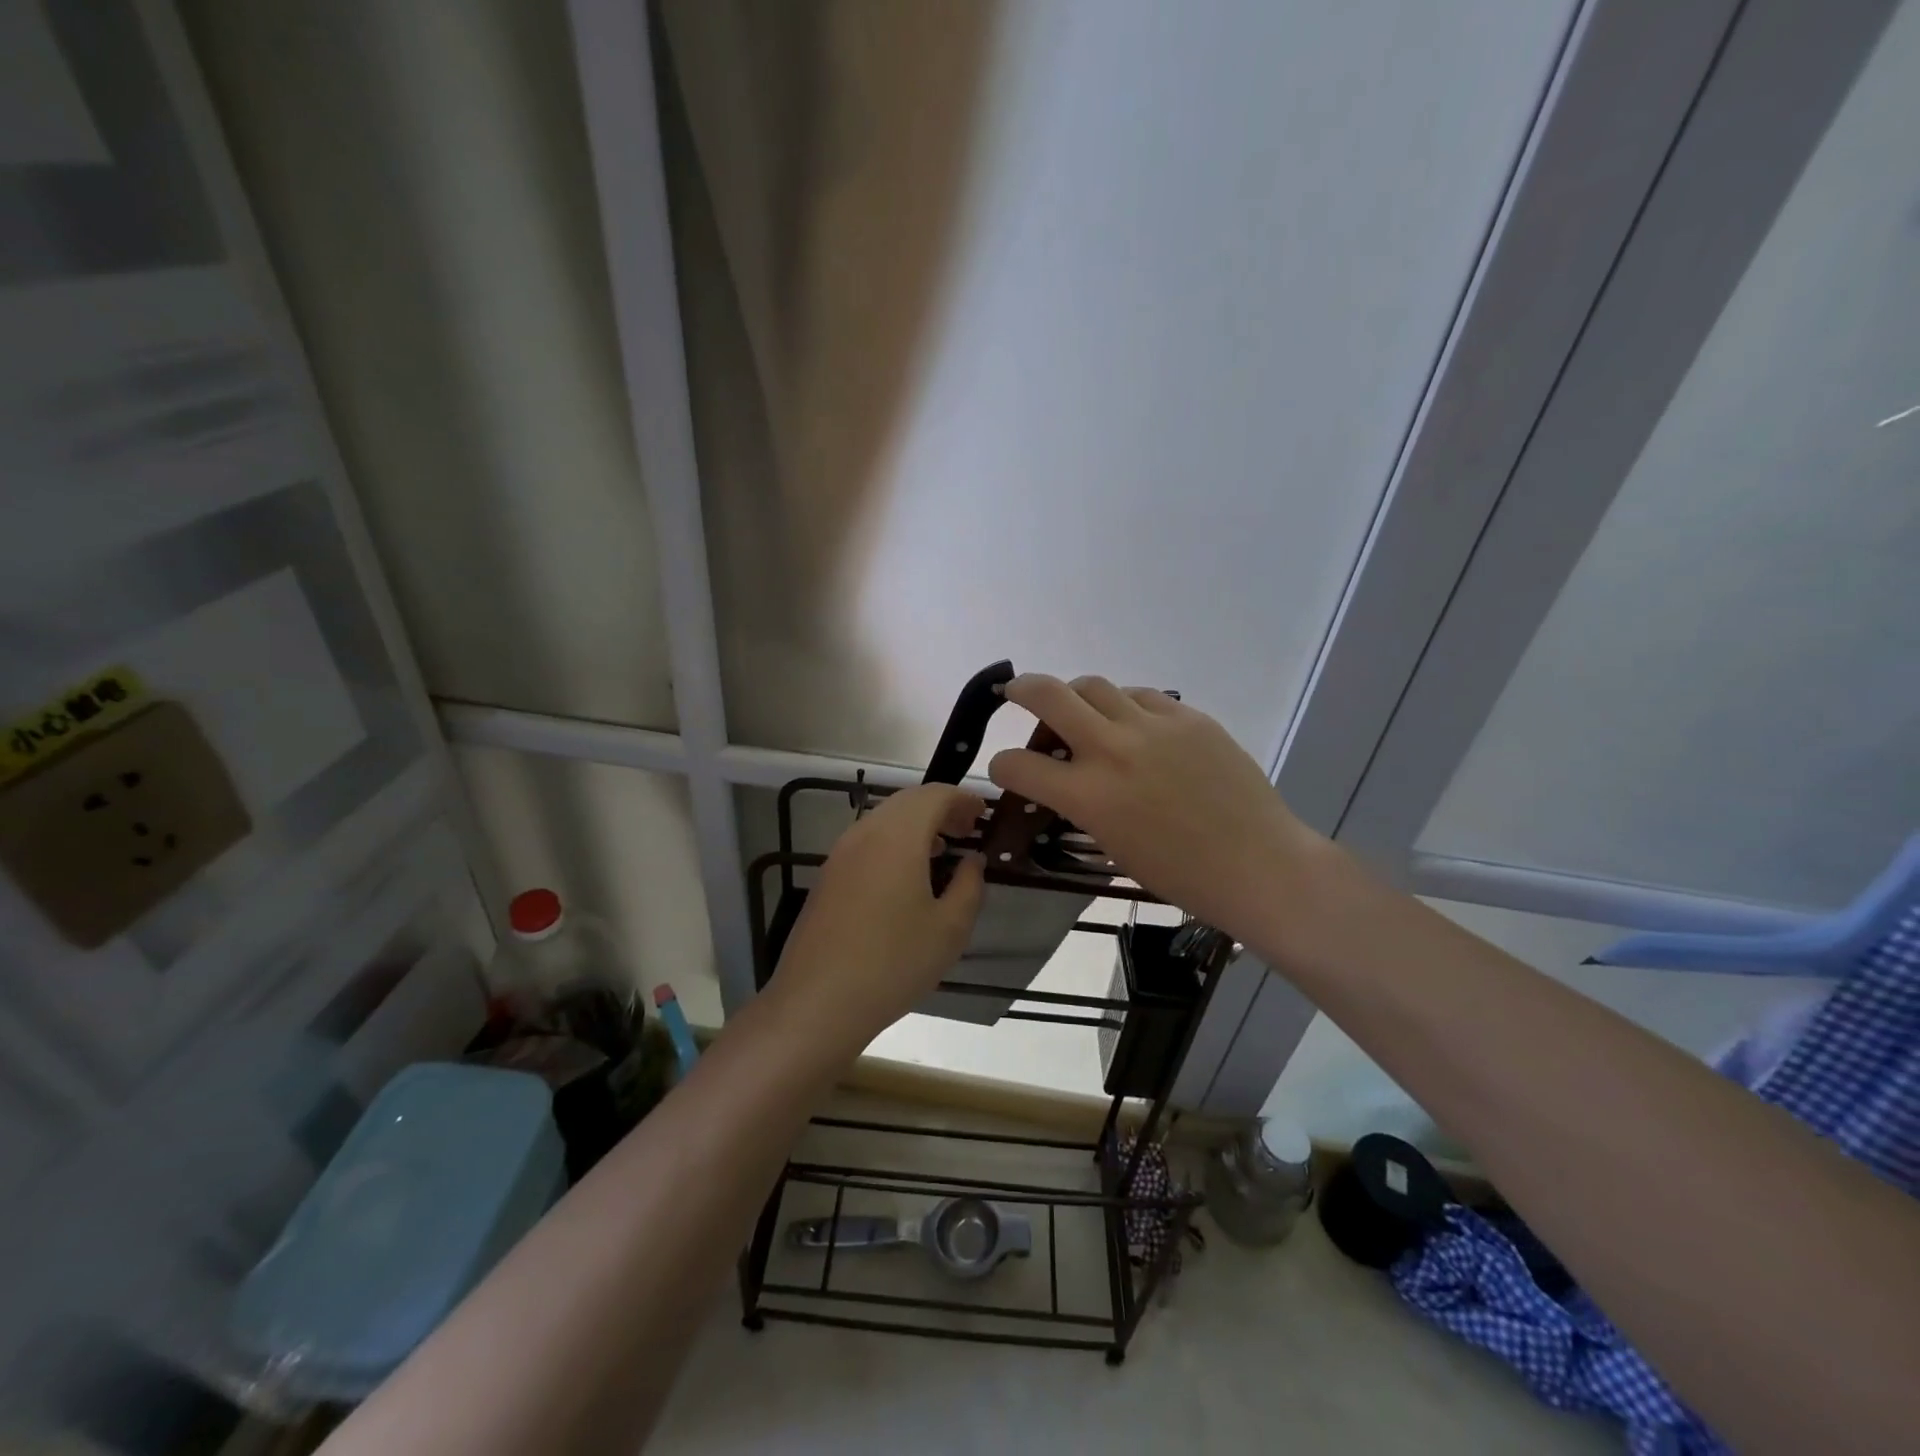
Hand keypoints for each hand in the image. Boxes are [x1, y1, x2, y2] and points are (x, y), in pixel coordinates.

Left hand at [771, 783, 986, 1049]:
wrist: (818, 1001)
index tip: (984, 815)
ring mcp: (840, 853)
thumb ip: (969, 885)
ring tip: (943, 850)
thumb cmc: (893, 962)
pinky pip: (868, 841)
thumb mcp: (949, 928)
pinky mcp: (828, 876)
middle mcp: (865, 833)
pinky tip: (907, 875)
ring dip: (917, 825)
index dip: (963, 799)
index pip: (935, 795)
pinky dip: (894, 842)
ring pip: (885, 820)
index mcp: (898, 836)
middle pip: (908, 801)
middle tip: (967, 830)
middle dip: (941, 808)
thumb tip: (972, 859)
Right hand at [988, 674, 1326, 942]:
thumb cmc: (1180, 874)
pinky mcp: (1188, 716)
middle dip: (1021, 689)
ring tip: (1084, 715)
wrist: (1258, 864)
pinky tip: (1135, 727)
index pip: (1017, 764)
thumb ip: (1081, 803)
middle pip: (1048, 694)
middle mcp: (1112, 749)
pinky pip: (1142, 696)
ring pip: (1094, 686)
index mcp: (1087, 795)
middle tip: (1016, 693)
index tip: (1009, 771)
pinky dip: (1126, 707)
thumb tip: (1067, 777)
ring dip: (1077, 698)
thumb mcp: (1112, 844)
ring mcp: (1153, 726)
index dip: (1003, 767)